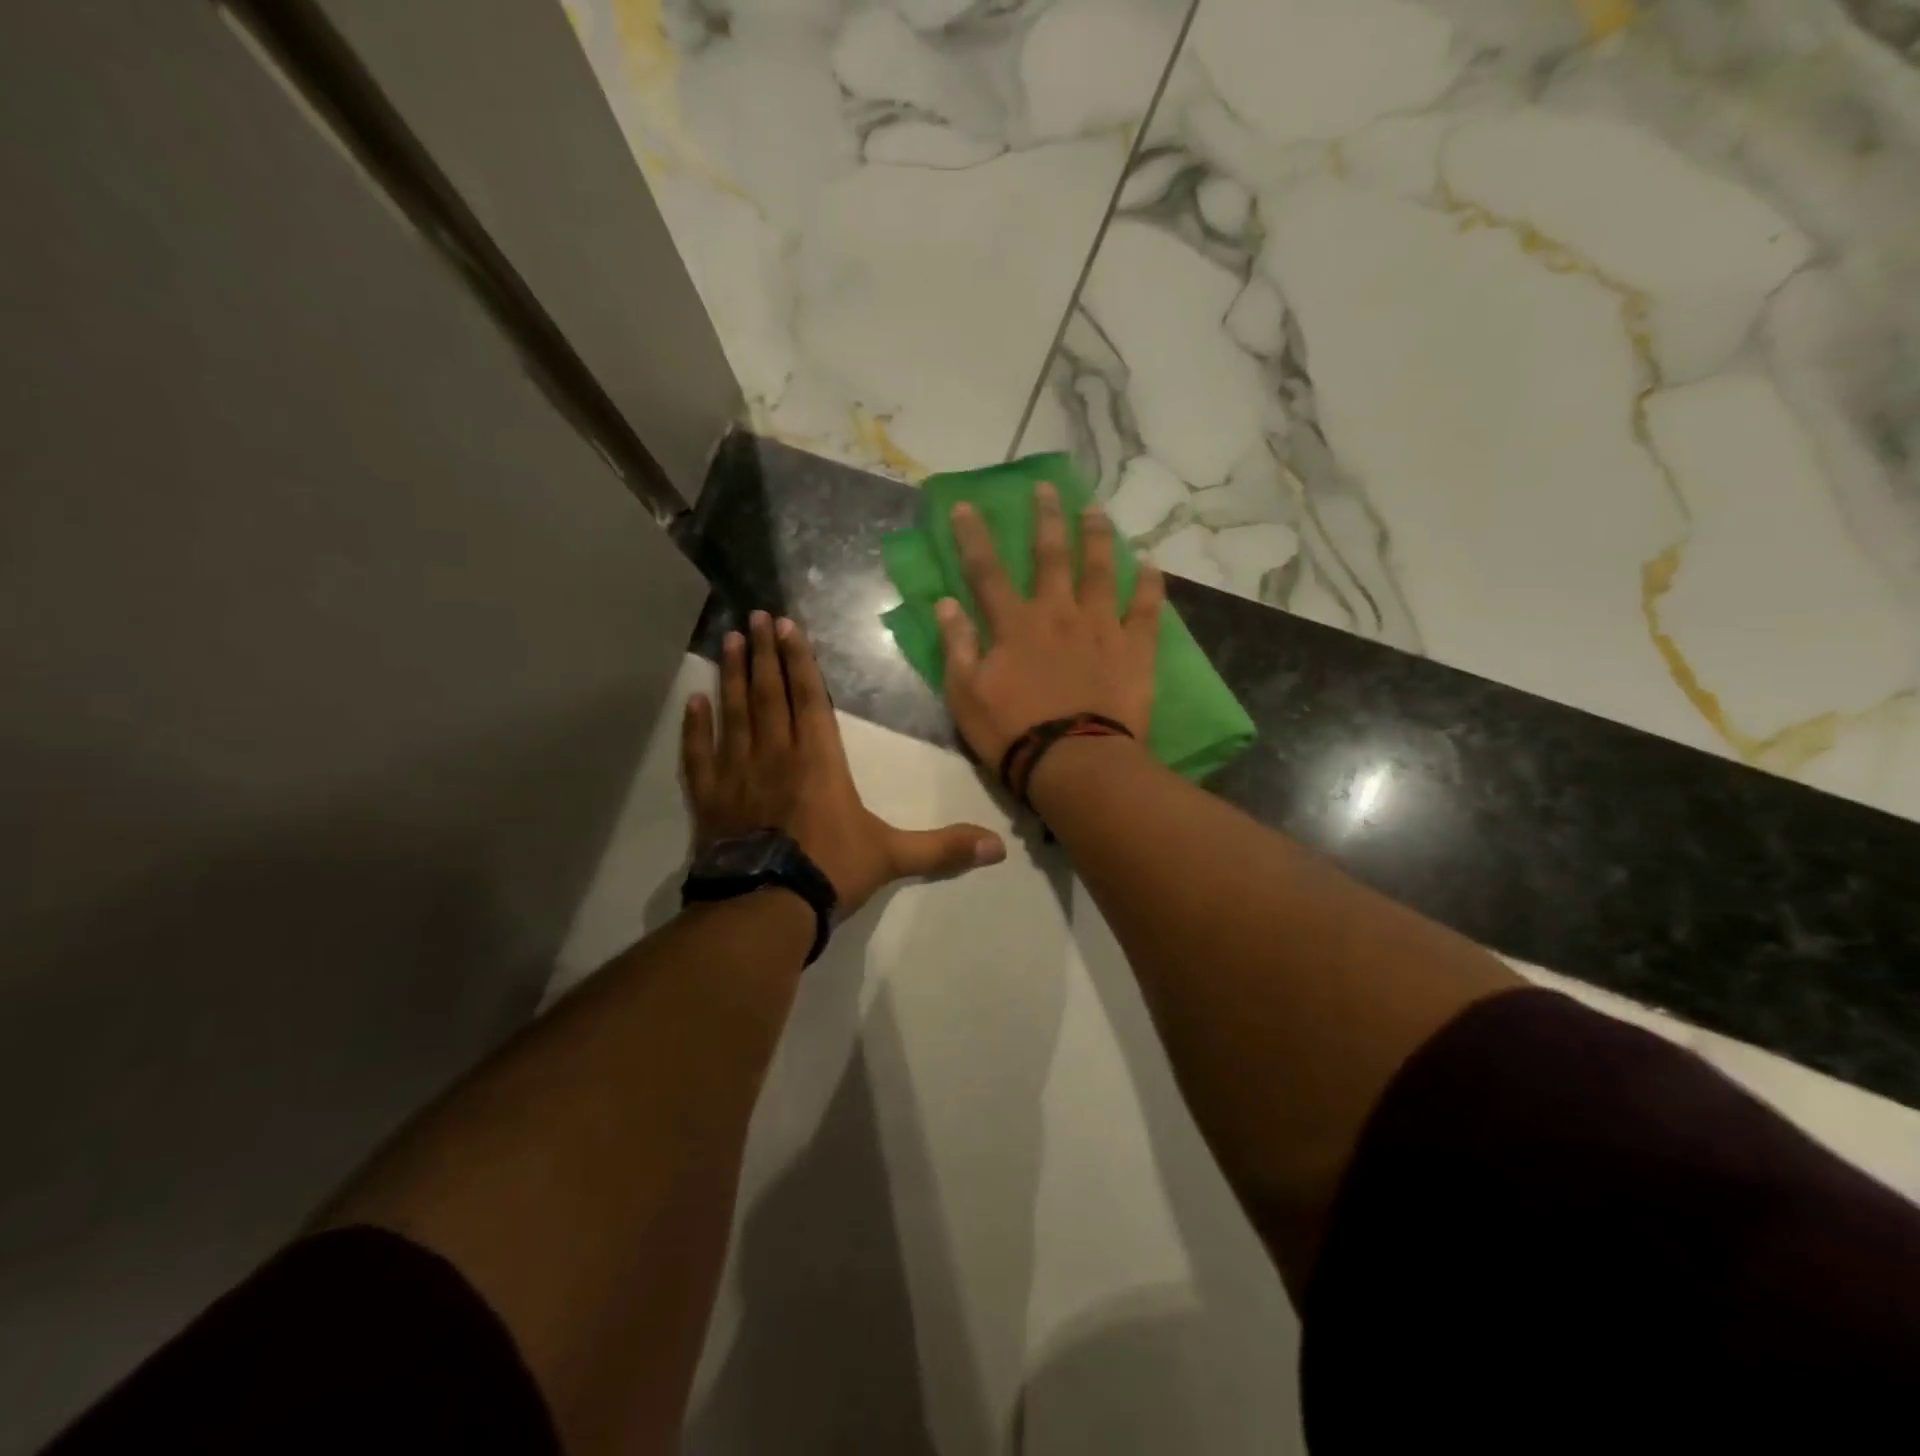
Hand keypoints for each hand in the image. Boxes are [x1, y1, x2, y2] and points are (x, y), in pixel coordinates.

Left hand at [683, 611, 1006, 915]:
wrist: (767, 905)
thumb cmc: (830, 871)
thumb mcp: (893, 856)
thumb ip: (943, 847)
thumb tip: (1000, 847)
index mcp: (820, 761)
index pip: (809, 698)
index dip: (799, 659)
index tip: (786, 625)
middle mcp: (777, 754)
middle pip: (770, 693)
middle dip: (766, 653)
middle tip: (755, 615)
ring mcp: (738, 773)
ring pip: (734, 712)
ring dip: (732, 675)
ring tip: (730, 640)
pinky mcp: (709, 797)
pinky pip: (699, 753)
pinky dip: (695, 726)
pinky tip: (693, 700)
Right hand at [936, 482, 1163, 772]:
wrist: (1074, 762)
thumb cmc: (1013, 732)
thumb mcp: (966, 695)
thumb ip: (956, 645)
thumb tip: (944, 603)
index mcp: (1015, 624)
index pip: (986, 571)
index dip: (972, 537)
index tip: (964, 506)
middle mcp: (1058, 613)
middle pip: (1050, 555)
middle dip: (1046, 518)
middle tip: (1047, 488)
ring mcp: (1100, 626)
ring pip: (1101, 569)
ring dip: (1097, 536)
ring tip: (1096, 510)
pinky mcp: (1134, 647)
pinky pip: (1145, 608)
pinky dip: (1149, 585)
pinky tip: (1152, 564)